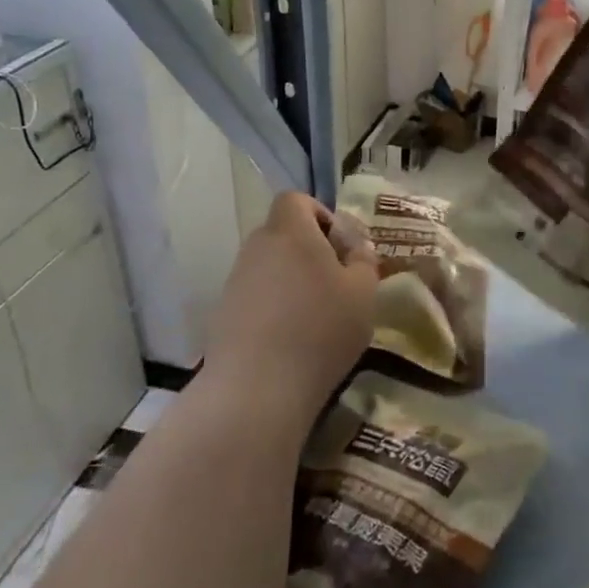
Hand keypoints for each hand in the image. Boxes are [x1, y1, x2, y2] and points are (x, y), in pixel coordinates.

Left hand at [204, 192, 377, 427]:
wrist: (258, 387)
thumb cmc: (321, 328)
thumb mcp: (363, 293)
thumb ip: (364, 262)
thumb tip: (356, 249)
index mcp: (290, 232)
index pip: (296, 200)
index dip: (320, 214)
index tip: (340, 247)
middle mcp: (257, 247)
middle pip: (283, 233)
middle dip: (310, 250)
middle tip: (337, 282)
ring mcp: (235, 281)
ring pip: (270, 265)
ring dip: (292, 280)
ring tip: (317, 315)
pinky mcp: (224, 313)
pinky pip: (256, 295)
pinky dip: (275, 306)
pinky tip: (292, 338)